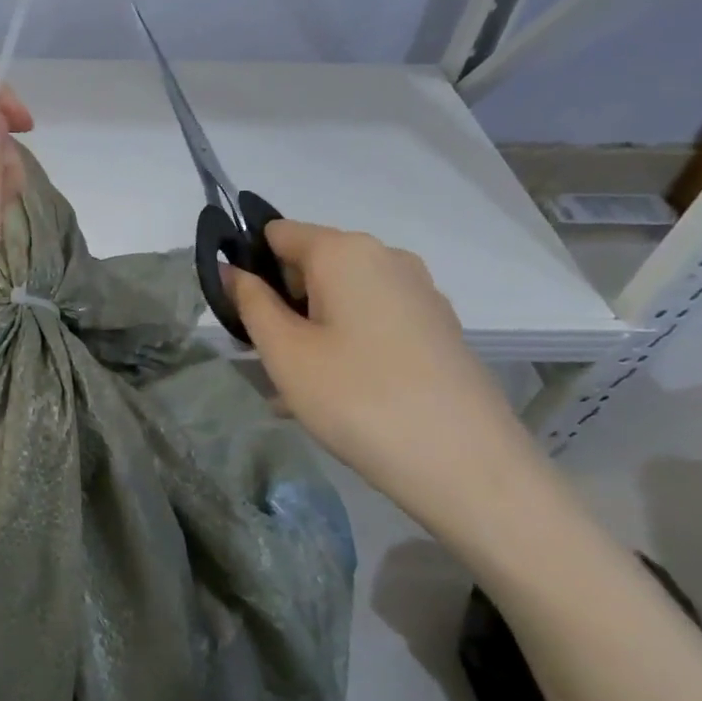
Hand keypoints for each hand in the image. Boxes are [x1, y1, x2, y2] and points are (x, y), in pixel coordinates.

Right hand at [229, 221, 546, 537]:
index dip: (249, 268)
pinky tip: (342, 395)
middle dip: (282, 305)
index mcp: (344, 251)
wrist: (469, 466)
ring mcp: (420, 292)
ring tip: (301, 389)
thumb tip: (231, 270)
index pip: (276, 233)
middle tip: (269, 361)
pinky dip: (348, 344)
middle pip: (311, 265)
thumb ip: (250, 303)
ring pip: (342, 298)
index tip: (240, 317)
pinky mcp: (439, 328)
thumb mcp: (285, 352)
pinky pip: (374, 321)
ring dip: (312, 330)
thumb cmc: (358, 399)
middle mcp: (386, 257)